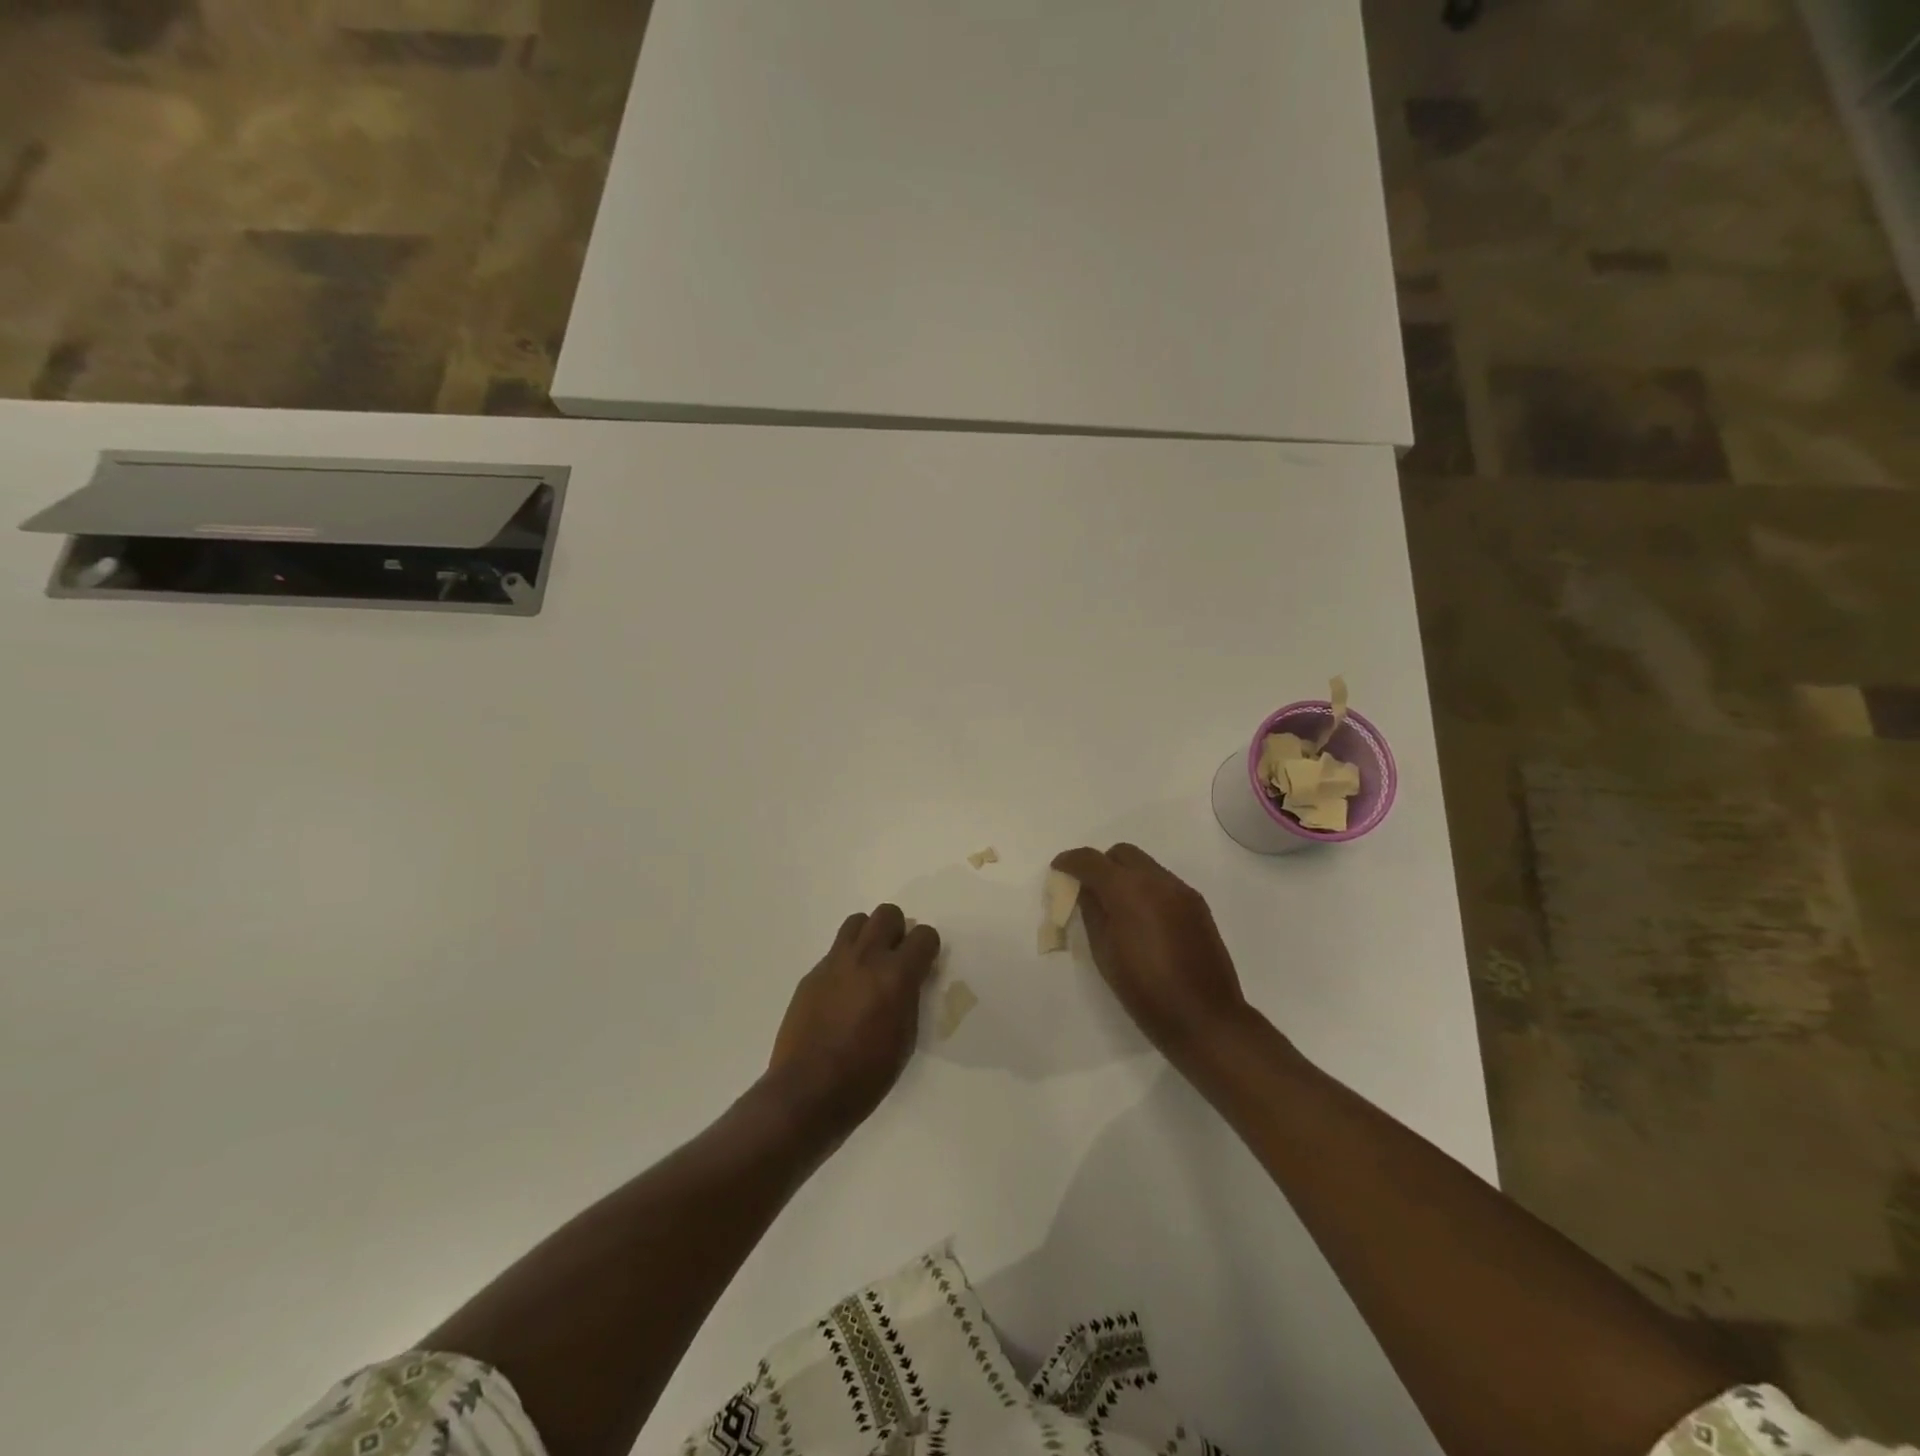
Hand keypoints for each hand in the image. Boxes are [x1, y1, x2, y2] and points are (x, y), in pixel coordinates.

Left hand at [767, 904, 940, 1135]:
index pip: (924, 936)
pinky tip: (843, 993)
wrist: (808, 1091)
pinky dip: (846, 961)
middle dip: (898, 931)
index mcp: (896, 975)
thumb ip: (909, 998)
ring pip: (857, 922)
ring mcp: (835, 962)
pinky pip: (835, 951)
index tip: (924, 964)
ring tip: (869, 966)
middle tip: (896, 960)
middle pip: (887, 914)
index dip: (928, 948)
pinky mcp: (812, 974)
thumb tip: (908, 980)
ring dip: (869, 936)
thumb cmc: (866, 1075)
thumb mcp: (905, 1038)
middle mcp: (866, 958)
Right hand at [1051, 843, 1249, 1066]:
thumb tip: (1086, 891)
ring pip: (1146, 865)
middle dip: (1101, 864)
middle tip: (1089, 890)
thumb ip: (1092, 912)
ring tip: (1116, 907)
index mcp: (1128, 890)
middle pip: (1121, 853)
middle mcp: (1157, 880)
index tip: (1059, 870)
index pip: (1091, 860)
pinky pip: (1164, 882)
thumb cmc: (1144, 991)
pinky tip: (1143, 919)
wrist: (1205, 1018)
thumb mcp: (1104, 953)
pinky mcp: (1198, 905)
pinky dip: (1146, 889)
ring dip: (1125, 876)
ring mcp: (1182, 891)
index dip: (1070, 861)